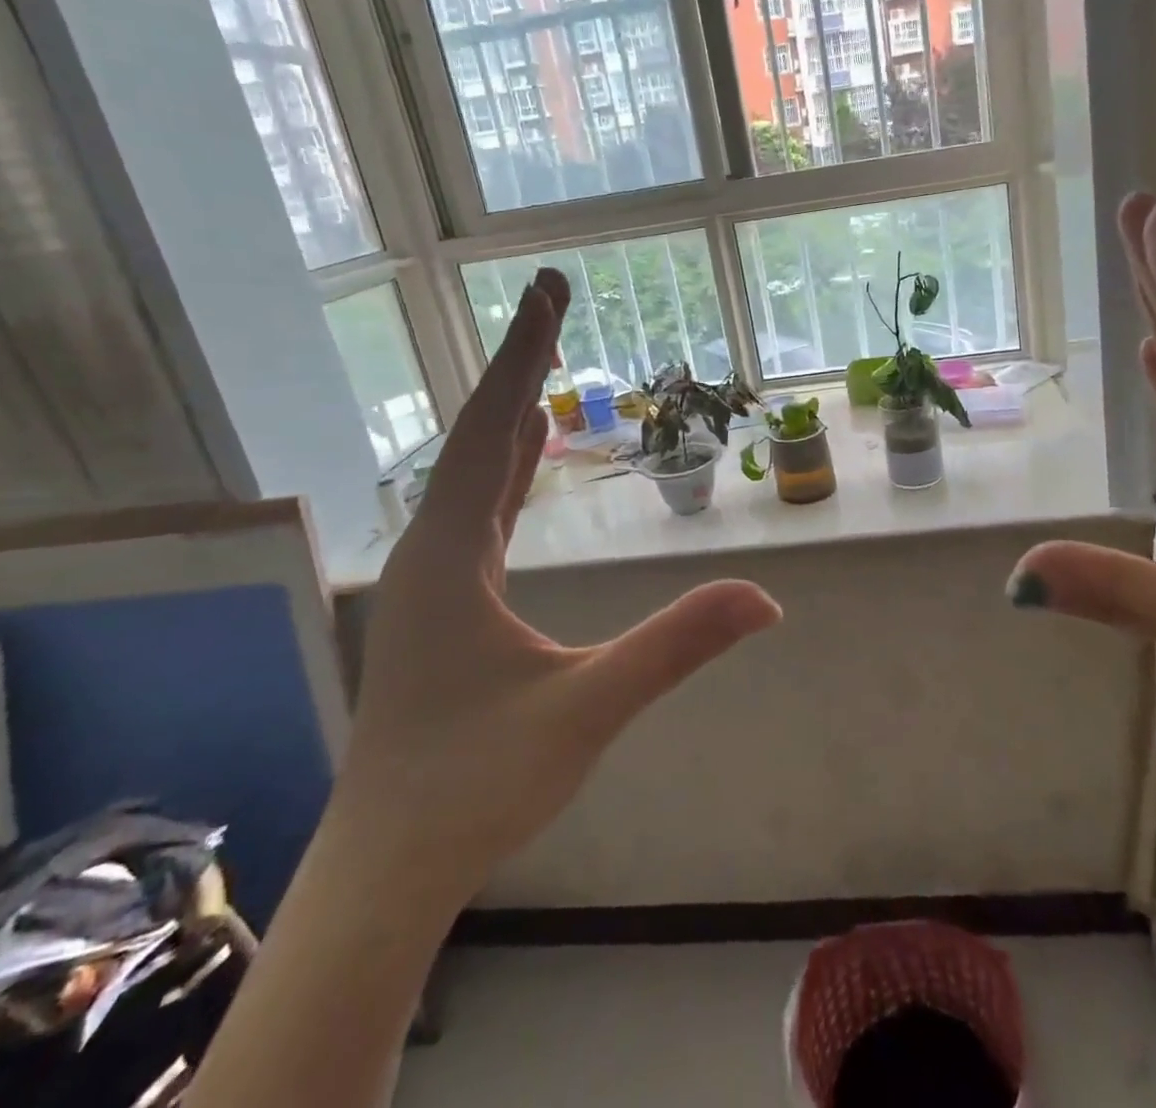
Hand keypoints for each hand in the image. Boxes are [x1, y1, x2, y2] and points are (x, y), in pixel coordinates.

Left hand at [335, 270, 781, 913]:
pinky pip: (477, 509)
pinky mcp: (442, 600)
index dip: (523, 356)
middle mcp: (431, 550)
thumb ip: (675, 647)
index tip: (544, 289)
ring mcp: (431, 576)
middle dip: (519, 363)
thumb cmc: (476, 787)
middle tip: (548, 297)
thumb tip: (766, 600)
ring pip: (474, 469)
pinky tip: (525, 455)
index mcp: (450, 555)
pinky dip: (506, 466)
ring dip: (511, 410)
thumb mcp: (587, 711)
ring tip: (542, 358)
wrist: (389, 867)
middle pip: (478, 433)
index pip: (492, 430)